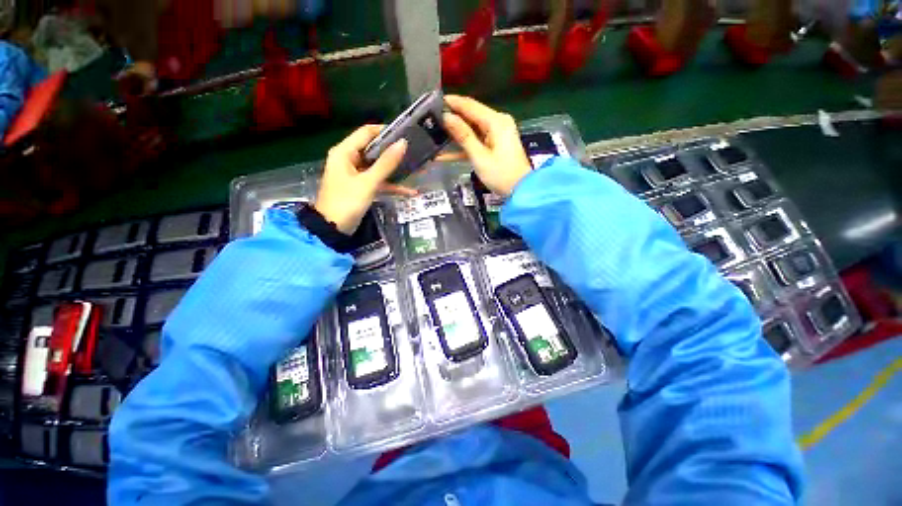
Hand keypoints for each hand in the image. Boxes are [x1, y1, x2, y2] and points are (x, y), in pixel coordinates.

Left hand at [315, 125, 408, 233]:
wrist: (333, 229)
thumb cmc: (347, 202)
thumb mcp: (368, 182)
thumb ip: (386, 164)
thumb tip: (403, 143)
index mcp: (345, 152)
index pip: (366, 132)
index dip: (385, 131)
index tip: (405, 134)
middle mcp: (349, 159)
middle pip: (374, 149)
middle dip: (393, 152)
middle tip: (414, 152)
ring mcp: (356, 174)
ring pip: (378, 167)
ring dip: (395, 170)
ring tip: (416, 169)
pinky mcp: (361, 187)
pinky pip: (378, 181)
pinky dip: (391, 185)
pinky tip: (409, 192)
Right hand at [443, 95, 531, 196]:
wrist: (520, 191)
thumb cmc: (501, 174)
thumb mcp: (479, 156)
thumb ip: (463, 136)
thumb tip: (447, 117)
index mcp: (496, 121)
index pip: (470, 105)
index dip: (452, 103)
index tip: (433, 101)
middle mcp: (497, 123)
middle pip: (470, 116)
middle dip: (452, 118)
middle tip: (431, 120)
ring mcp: (496, 135)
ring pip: (471, 130)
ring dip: (455, 134)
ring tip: (435, 134)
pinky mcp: (494, 146)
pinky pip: (476, 142)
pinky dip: (463, 147)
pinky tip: (444, 153)